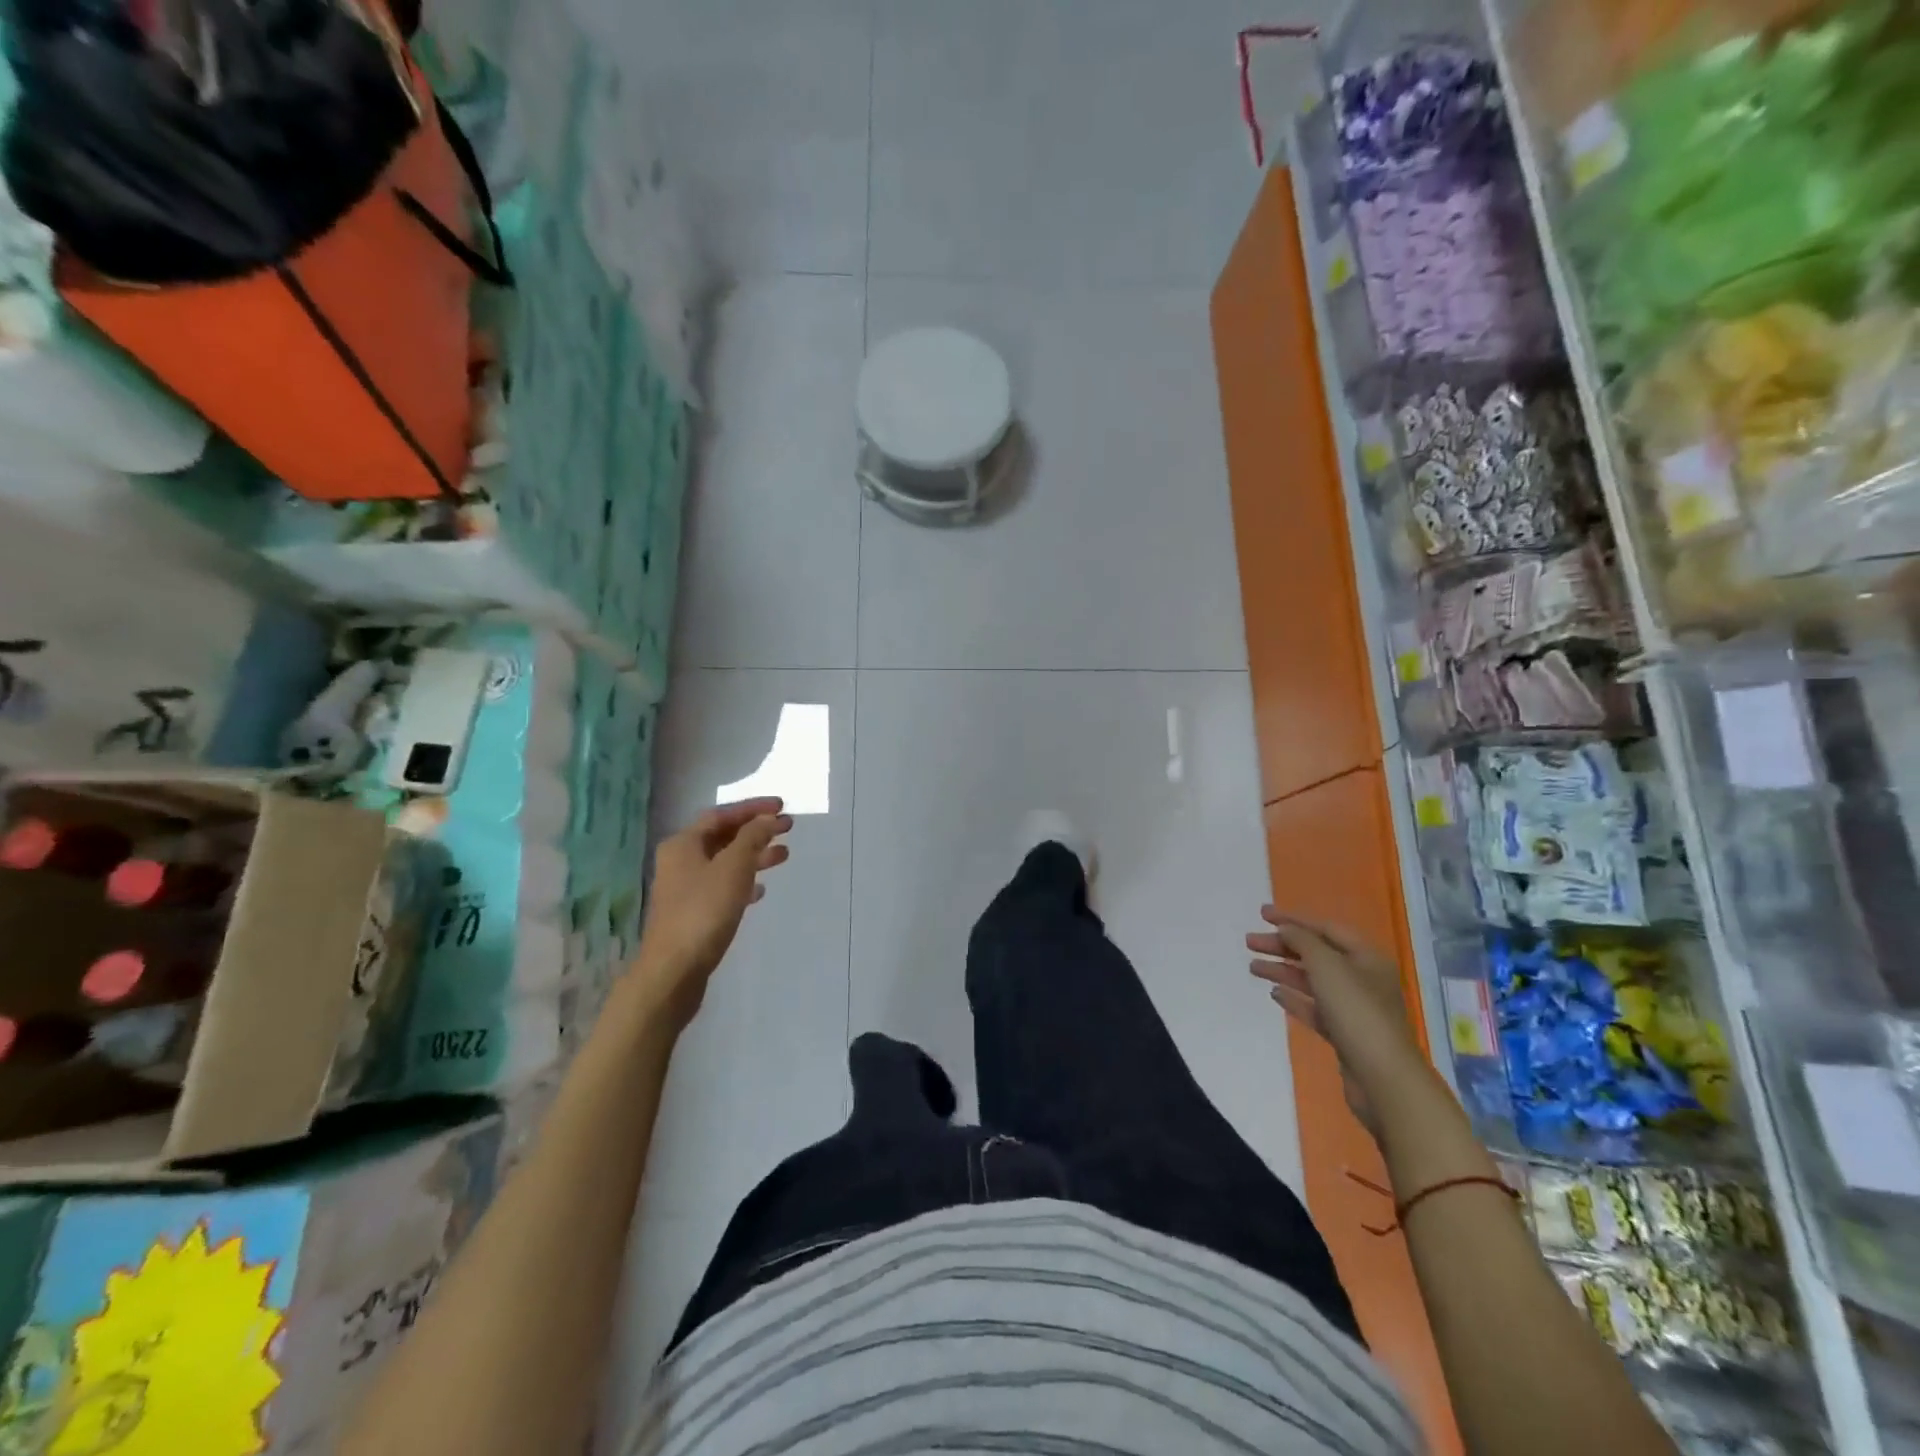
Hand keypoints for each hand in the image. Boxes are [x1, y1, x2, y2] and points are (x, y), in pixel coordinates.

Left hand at [629, 798, 791, 1030]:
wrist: (674, 971)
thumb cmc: (704, 911)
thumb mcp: (733, 868)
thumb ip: (752, 838)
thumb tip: (768, 818)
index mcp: (683, 844)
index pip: (722, 815)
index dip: (753, 809)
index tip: (783, 807)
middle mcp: (680, 861)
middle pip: (723, 837)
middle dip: (756, 831)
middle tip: (788, 828)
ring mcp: (685, 889)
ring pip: (725, 862)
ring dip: (754, 856)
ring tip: (784, 856)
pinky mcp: (693, 913)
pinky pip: (722, 887)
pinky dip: (743, 882)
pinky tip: (761, 891)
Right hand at [1247, 908, 1426, 1135]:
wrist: (1382, 1078)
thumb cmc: (1356, 1011)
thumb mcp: (1326, 965)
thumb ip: (1302, 941)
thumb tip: (1286, 930)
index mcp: (1366, 957)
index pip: (1325, 928)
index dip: (1292, 920)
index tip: (1261, 915)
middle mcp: (1363, 979)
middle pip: (1317, 954)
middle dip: (1282, 946)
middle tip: (1249, 943)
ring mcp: (1354, 1008)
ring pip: (1313, 981)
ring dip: (1283, 971)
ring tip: (1253, 968)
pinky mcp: (1345, 1034)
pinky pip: (1315, 1008)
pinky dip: (1294, 998)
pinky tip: (1274, 994)